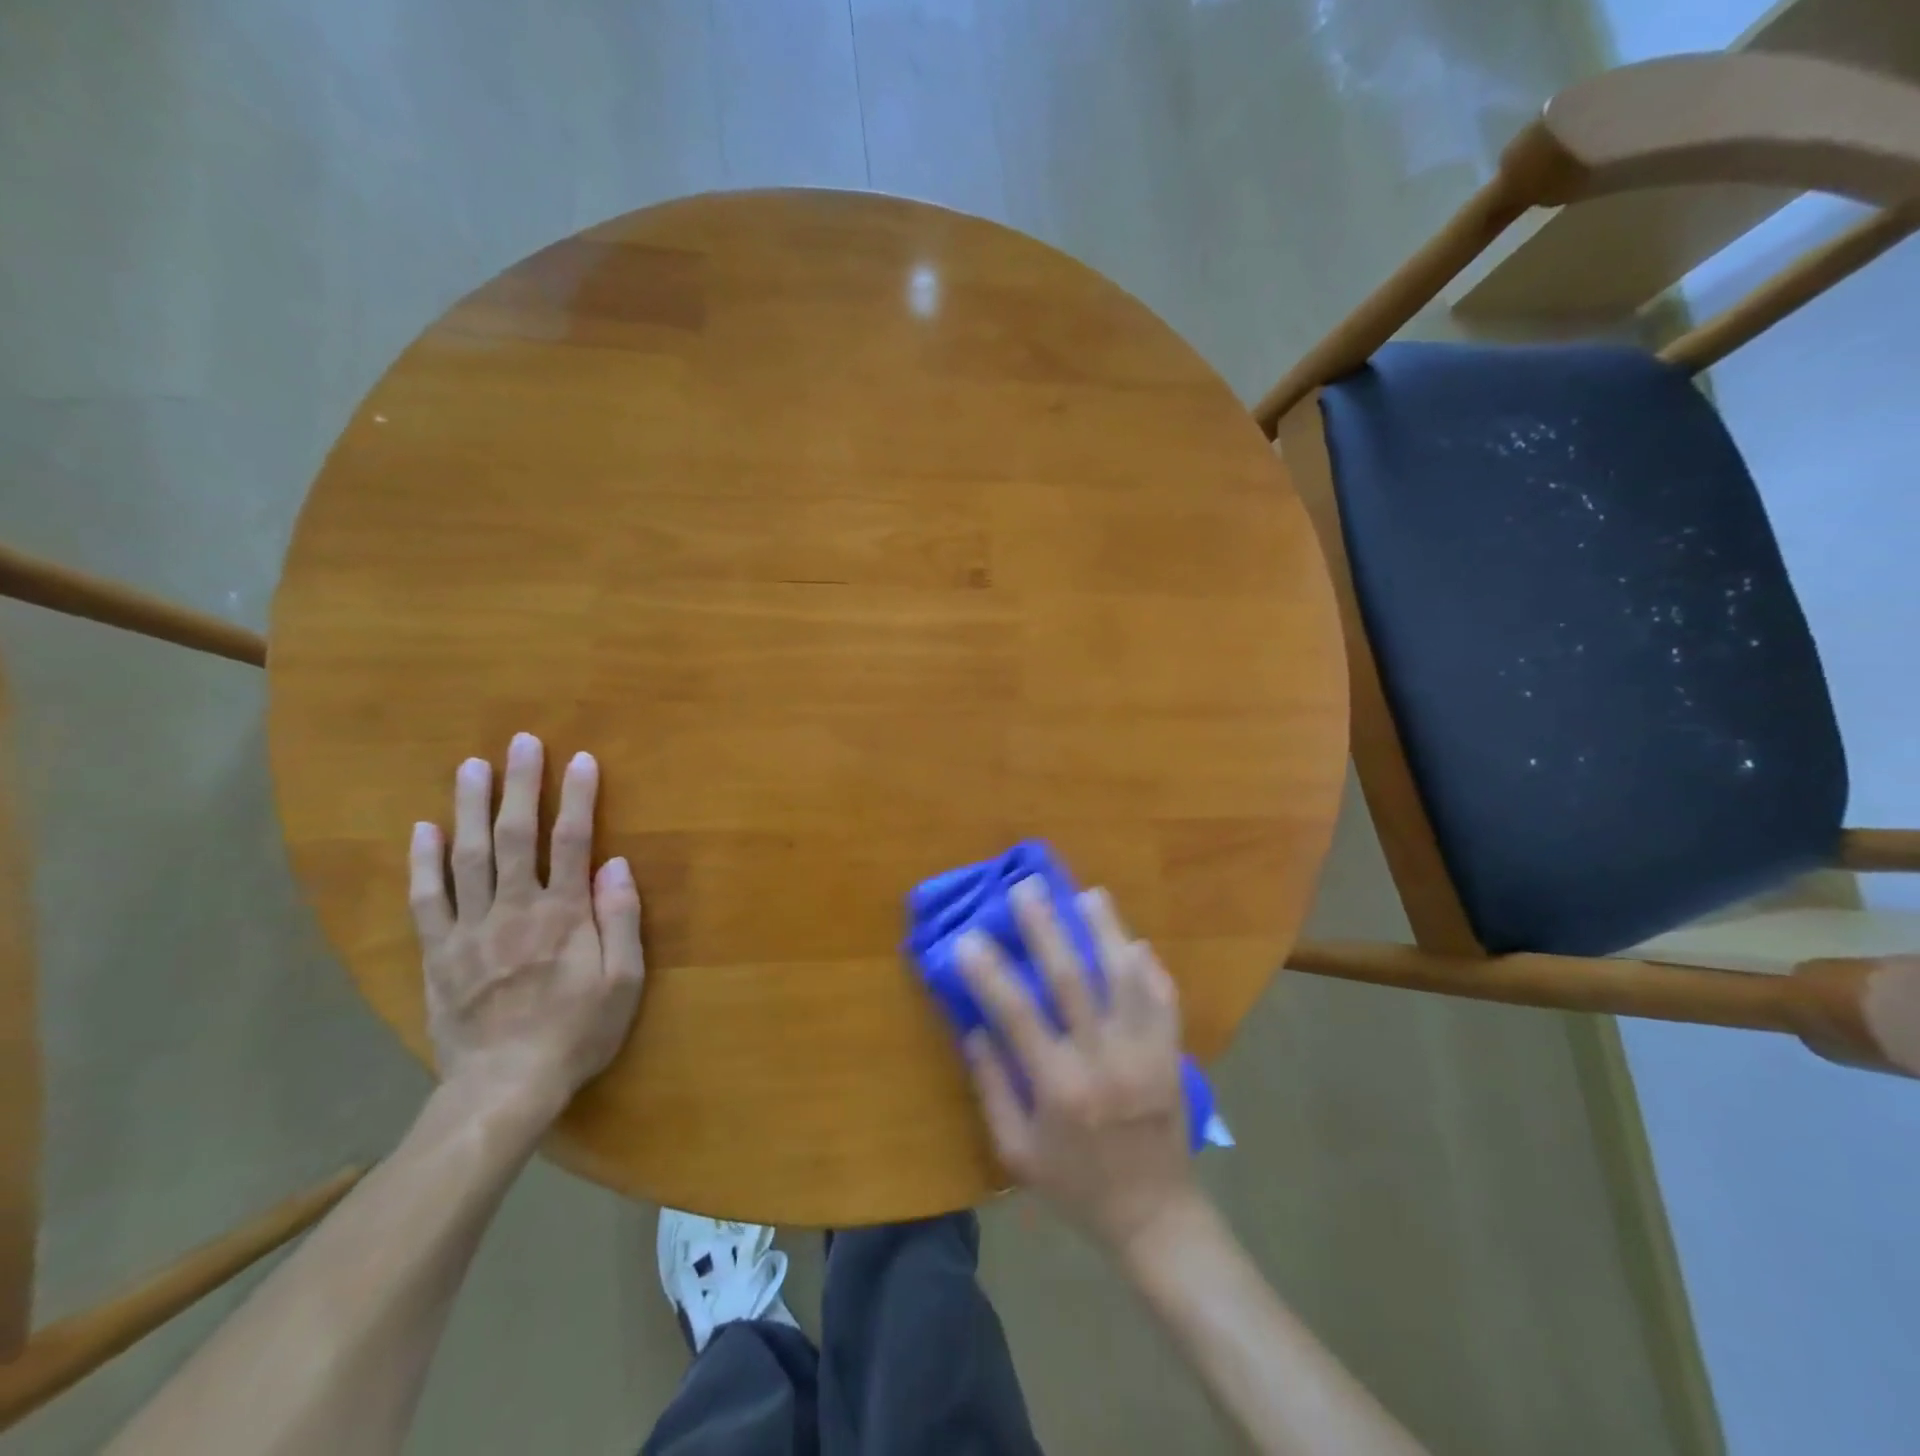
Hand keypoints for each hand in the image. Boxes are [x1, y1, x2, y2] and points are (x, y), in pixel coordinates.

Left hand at [409, 732, 644, 1116]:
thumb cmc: (577, 1032)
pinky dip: (423, 862)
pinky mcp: (439, 951)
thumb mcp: (623, 982)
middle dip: (520, 785)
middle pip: (516, 836)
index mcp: (563, 914)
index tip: (581, 760)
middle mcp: (515, 909)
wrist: (504, 1087)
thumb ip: (621, 920)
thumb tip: (615, 864)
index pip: (573, 842)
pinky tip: (423, 829)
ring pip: (467, 856)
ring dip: (470, 807)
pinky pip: (427, 899)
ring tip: (471, 766)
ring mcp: (471, 928)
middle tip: (521, 743)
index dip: (578, 798)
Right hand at [957, 879, 1199, 1255]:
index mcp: (1058, 1087)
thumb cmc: (1076, 1186)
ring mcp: (1143, 1054)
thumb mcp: (1018, 1153)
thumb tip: (974, 1030)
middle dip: (1047, 928)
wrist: (1154, 1216)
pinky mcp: (1171, 1056)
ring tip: (1089, 895)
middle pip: (1072, 980)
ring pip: (1124, 978)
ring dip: (1106, 932)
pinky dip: (1151, 969)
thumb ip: (993, 1090)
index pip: (1017, 1014)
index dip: (990, 973)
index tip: (968, 937)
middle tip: (1028, 887)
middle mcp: (1102, 1060)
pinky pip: (1164, 1001)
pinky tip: (1135, 942)